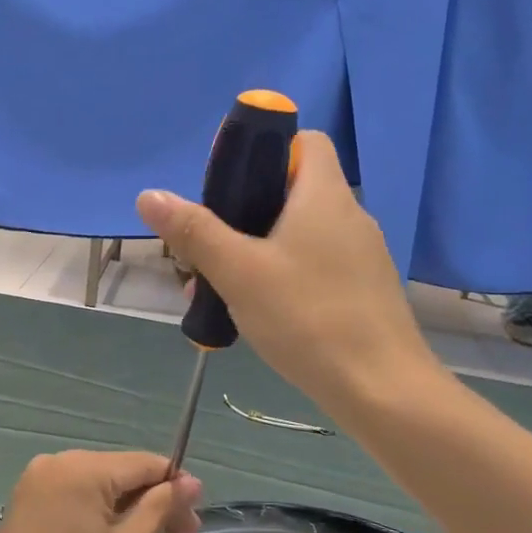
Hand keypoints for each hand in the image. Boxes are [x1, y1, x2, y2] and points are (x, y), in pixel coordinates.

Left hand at [0, 451, 201, 532]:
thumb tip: (190, 482)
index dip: (175, 487)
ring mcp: (35, 485)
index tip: (194, 519)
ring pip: (98, 488)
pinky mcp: (26, 507)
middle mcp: (53, 464)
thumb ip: (160, 508)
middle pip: (120, 474)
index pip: (143, 463)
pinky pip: (75, 500)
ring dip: (129, 512)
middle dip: (153, 502)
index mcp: (79, 469)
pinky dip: (100, 517)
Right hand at [137, 130, 442, 415]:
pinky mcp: (364, 291)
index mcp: (324, 195)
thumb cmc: (308, 318)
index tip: (230, 185)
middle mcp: (350, 216)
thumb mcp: (239, 272)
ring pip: (300, 235)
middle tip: (209, 246)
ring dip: (258, 251)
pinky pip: (316, 266)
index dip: (267, 150)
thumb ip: (194, 232)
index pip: (305, 141)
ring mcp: (362, 256)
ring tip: (219, 289)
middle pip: (293, 192)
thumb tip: (149, 196)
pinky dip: (284, 276)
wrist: (382, 391)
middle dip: (244, 213)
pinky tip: (258, 315)